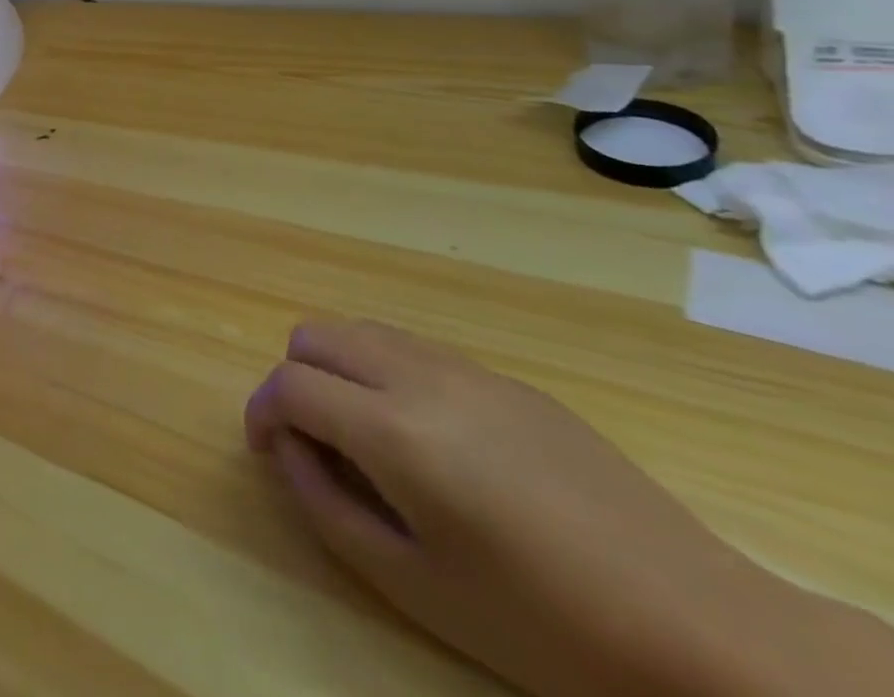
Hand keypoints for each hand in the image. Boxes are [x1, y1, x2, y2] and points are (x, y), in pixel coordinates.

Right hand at [245, 320, 848, 696]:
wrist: (700, 630)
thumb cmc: (542, 625)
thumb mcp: (415, 585)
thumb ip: (327, 506)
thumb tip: (287, 450)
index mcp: (392, 430)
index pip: (289, 385)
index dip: (260, 411)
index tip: (266, 448)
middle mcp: (419, 377)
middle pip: (316, 335)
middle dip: (295, 378)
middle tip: (314, 441)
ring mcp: (467, 370)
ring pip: (364, 331)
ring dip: (340, 369)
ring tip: (365, 436)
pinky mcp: (508, 379)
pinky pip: (416, 350)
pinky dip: (389, 374)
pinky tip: (430, 440)